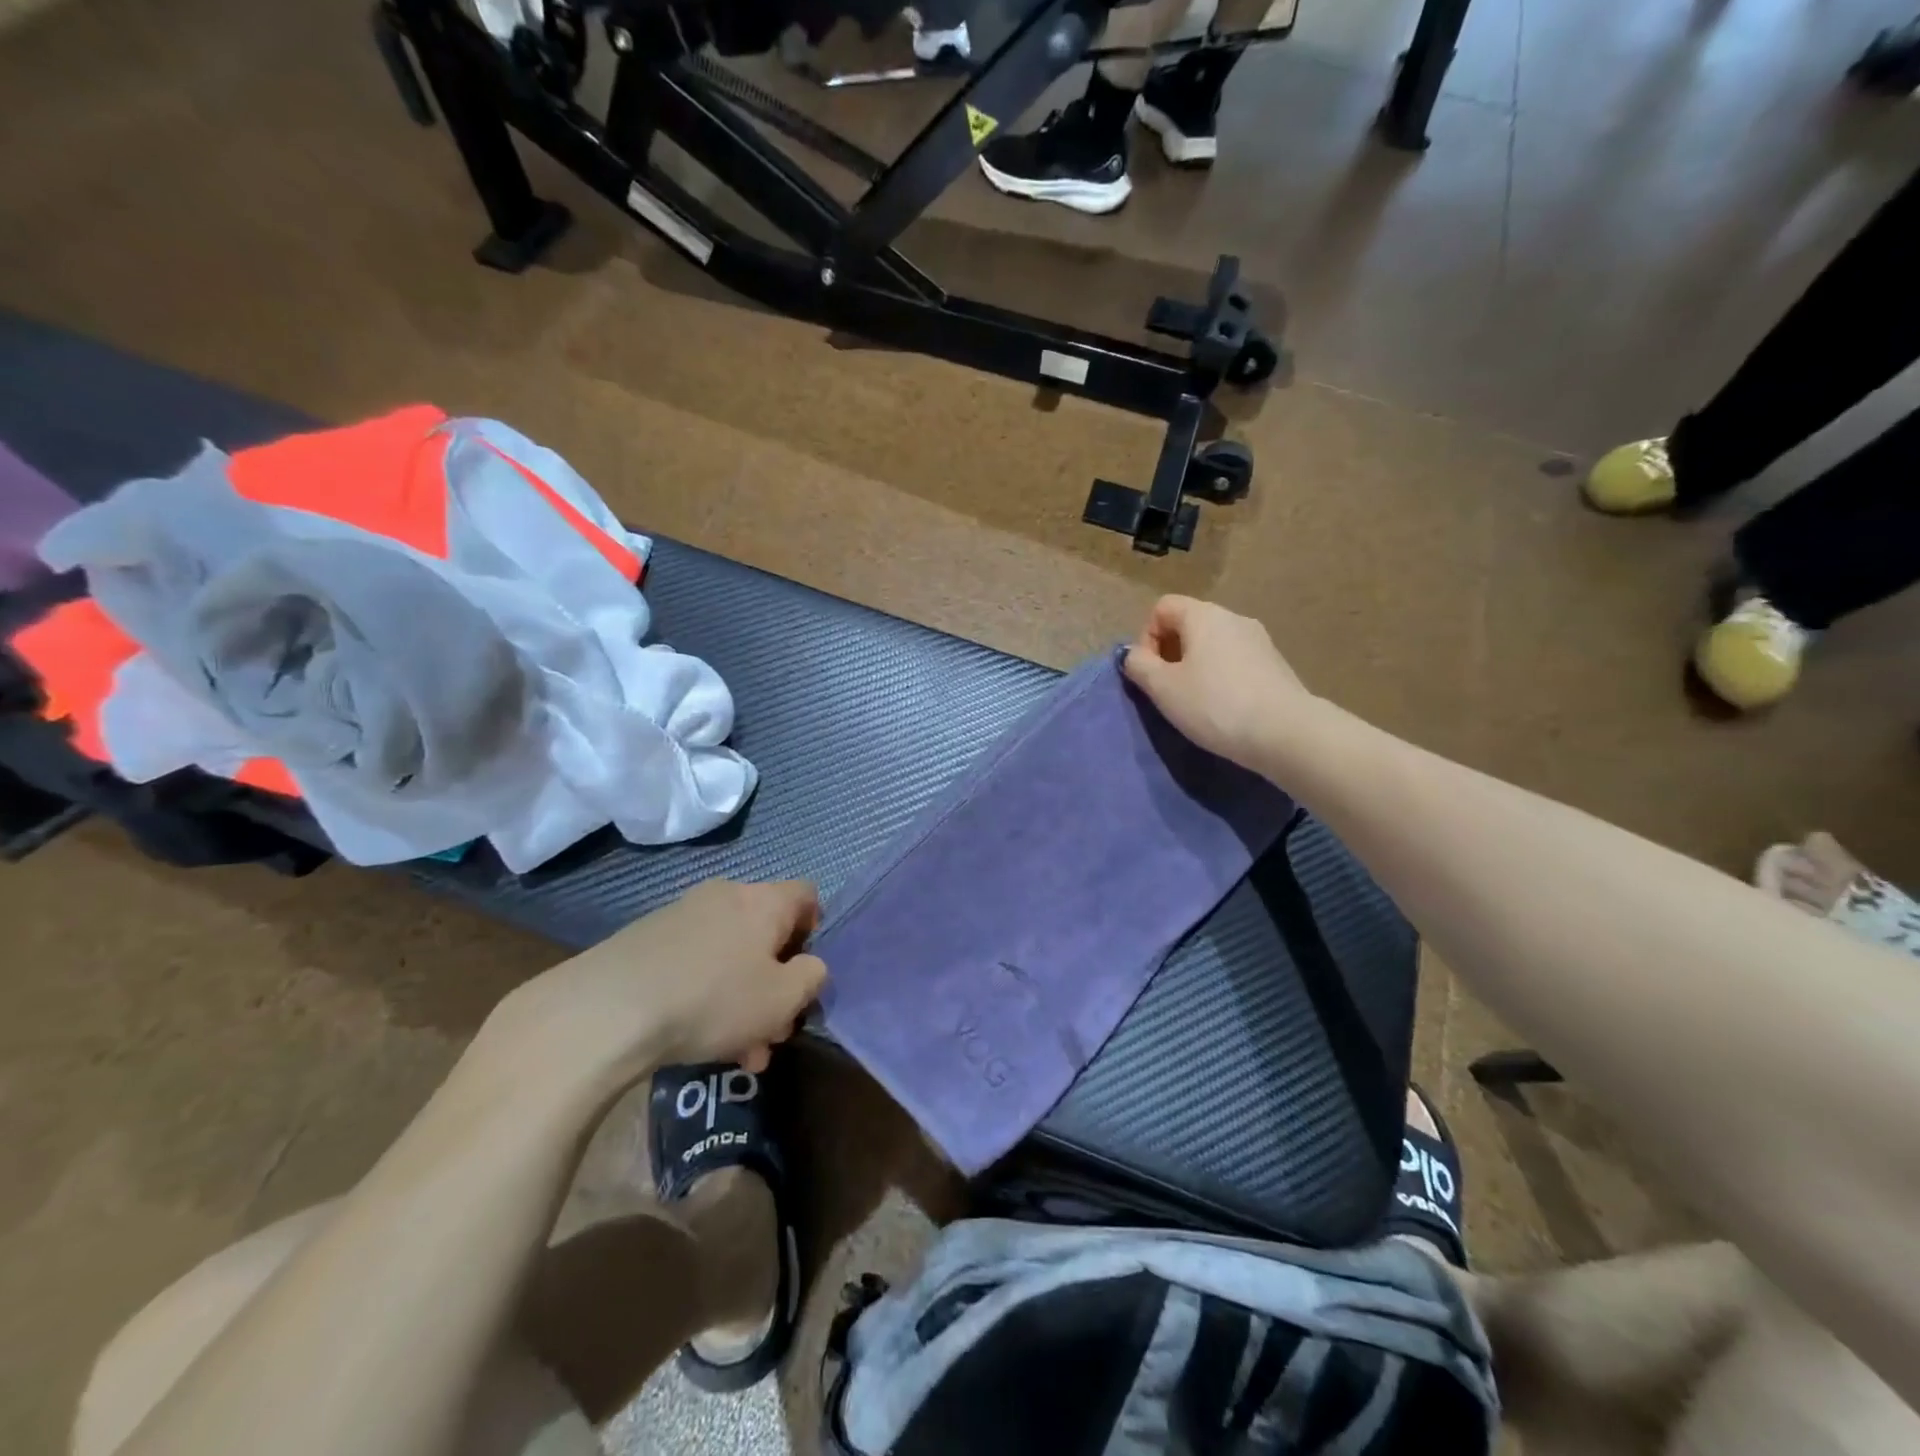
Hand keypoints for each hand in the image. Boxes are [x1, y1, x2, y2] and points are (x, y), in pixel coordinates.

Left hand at [488, 879, 826, 1095]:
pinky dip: (705, 995)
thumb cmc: (713, 999)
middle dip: (774, 982)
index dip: (815, 929)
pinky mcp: (646, 939)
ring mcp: (682, 914)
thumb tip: (809, 966)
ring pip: (729, 955)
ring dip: (741, 998)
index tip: (805, 970)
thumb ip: (811, 978)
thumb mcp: (782, 999)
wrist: (607, 1009)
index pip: (806, 894)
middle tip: (773, 1031)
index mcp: (764, 901)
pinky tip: (695, 1040)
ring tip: (737, 1052)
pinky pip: (694, 962)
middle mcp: (726, 896)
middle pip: (765, 933)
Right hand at [1122, 595, 1312, 770]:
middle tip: (1167, 690)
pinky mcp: (1275, 664)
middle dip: (1170, 653)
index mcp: (1203, 615)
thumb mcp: (1163, 688)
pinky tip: (1223, 708)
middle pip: (1189, 624)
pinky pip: (1235, 661)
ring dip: (1195, 667)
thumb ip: (1138, 665)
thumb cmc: (1215, 705)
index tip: (1150, 671)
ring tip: (1194, 702)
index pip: (1163, 607)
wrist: (1285, 733)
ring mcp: (1259, 640)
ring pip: (1213, 644)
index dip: (1146, 636)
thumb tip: (1133, 654)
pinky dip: (1221, 677)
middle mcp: (1234, 618)